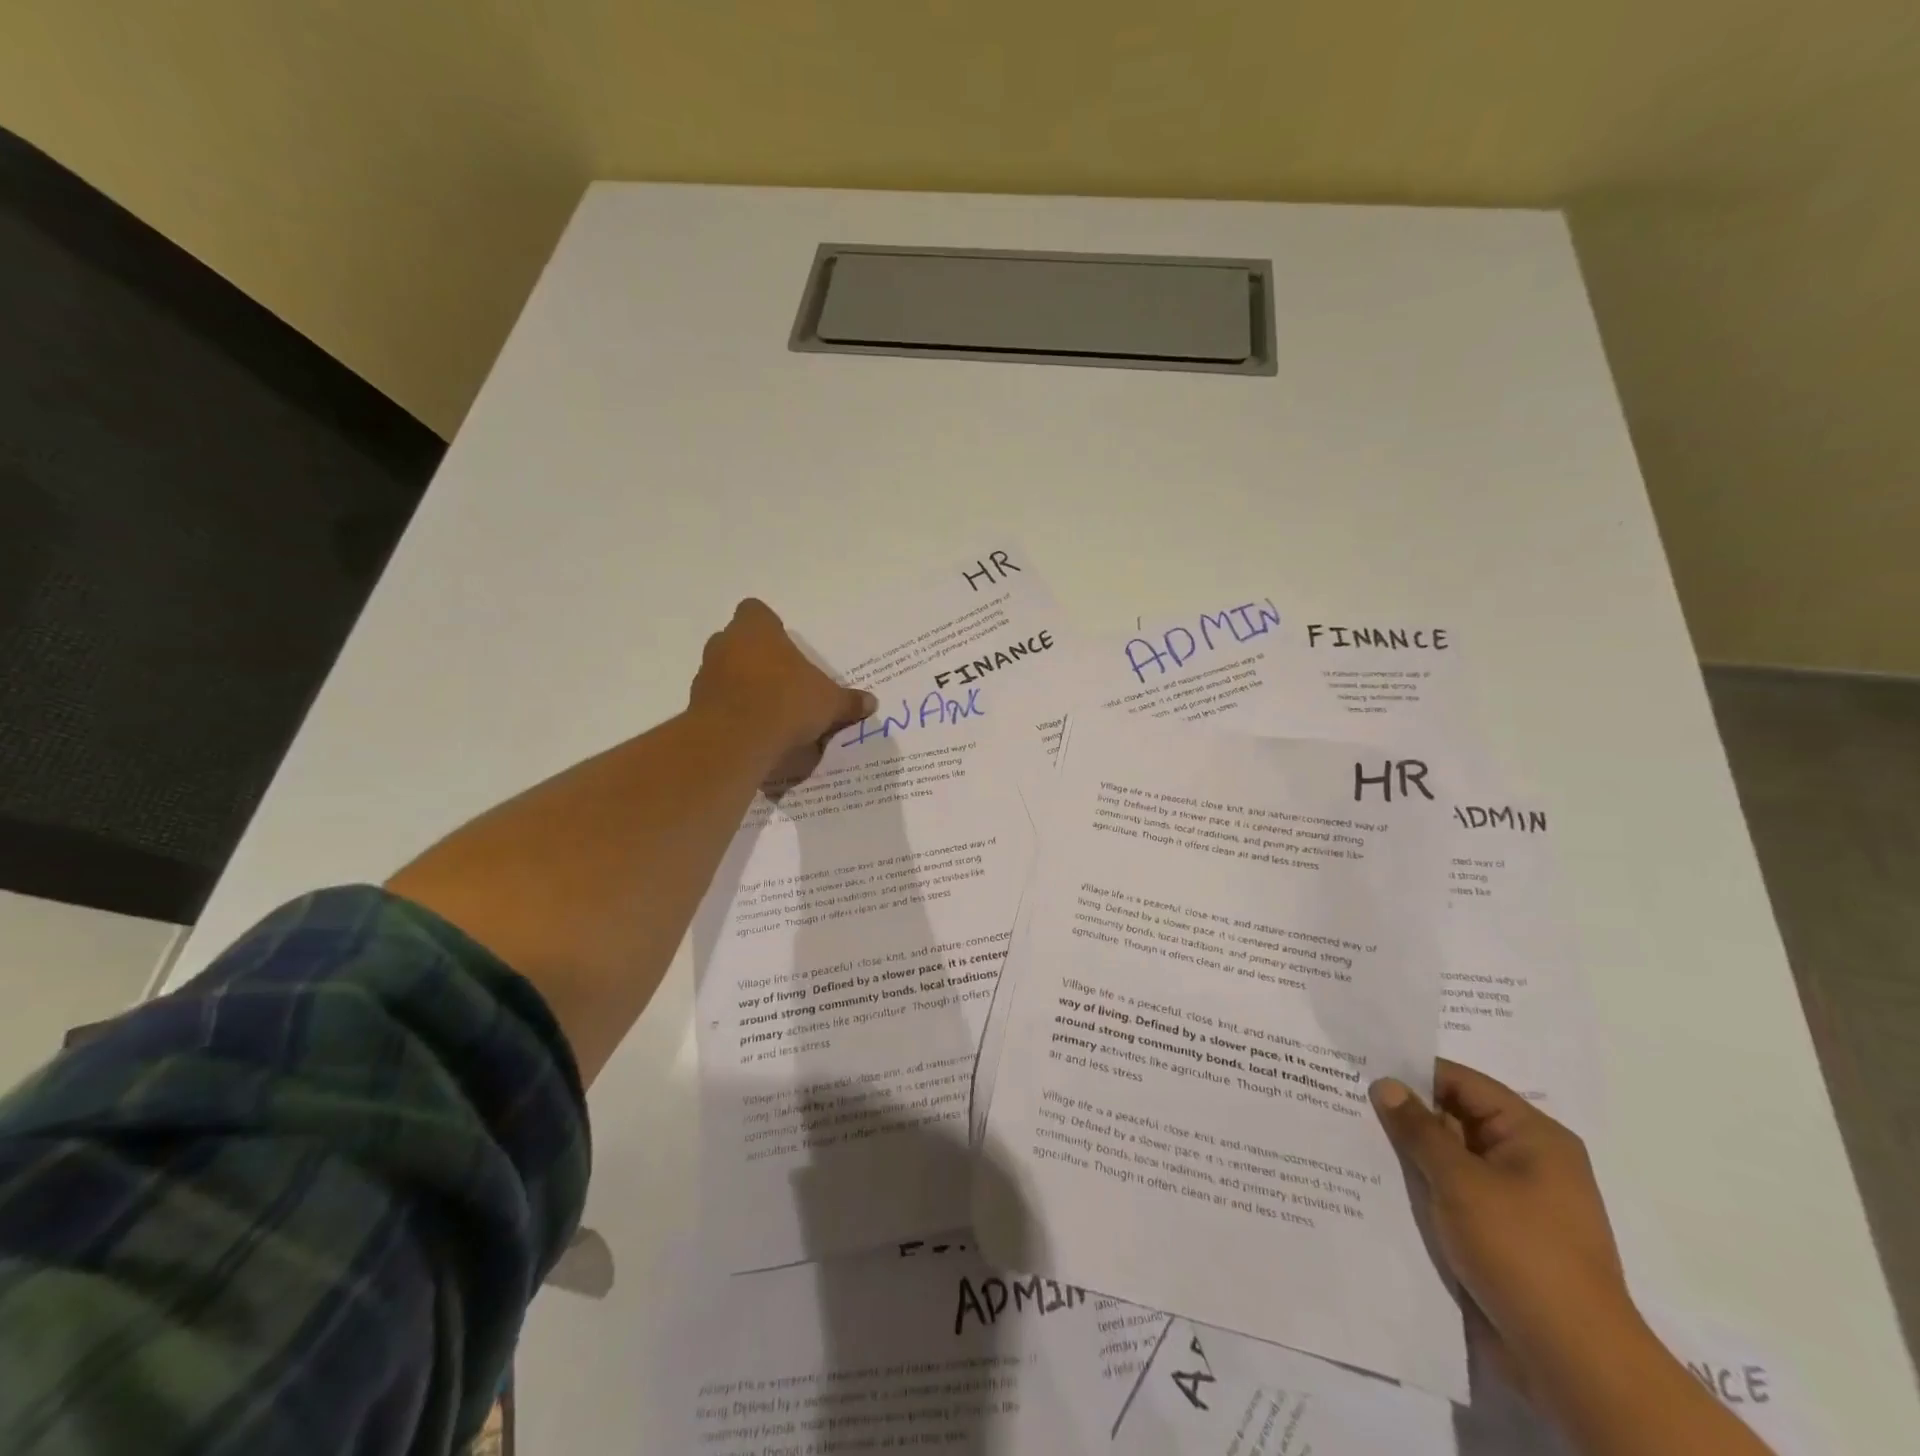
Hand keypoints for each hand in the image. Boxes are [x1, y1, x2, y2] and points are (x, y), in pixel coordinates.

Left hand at [690, 599, 875, 779]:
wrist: (737, 740)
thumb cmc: (786, 702)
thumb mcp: (829, 703)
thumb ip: (847, 701)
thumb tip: (870, 703)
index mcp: (755, 629)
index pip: (755, 611)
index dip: (769, 627)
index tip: (784, 647)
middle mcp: (725, 644)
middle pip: (738, 642)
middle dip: (756, 658)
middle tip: (782, 681)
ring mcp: (705, 675)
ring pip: (725, 672)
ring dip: (741, 686)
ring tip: (769, 711)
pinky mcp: (696, 707)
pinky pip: (717, 703)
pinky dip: (732, 712)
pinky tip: (753, 731)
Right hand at [1371, 1061, 1637, 1392]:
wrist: (1574, 1360)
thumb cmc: (1521, 1251)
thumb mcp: (1460, 1181)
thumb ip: (1418, 1129)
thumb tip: (1385, 1085)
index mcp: (1534, 1136)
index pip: (1463, 1083)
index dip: (1413, 1073)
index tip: (1361, 1068)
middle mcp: (1530, 1160)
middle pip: (1457, 1119)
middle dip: (1407, 1114)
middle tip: (1346, 1100)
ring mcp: (1519, 1200)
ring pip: (1453, 1159)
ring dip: (1412, 1154)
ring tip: (1353, 1138)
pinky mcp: (1505, 1235)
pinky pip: (1457, 1194)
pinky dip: (1425, 1186)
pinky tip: (1381, 1184)